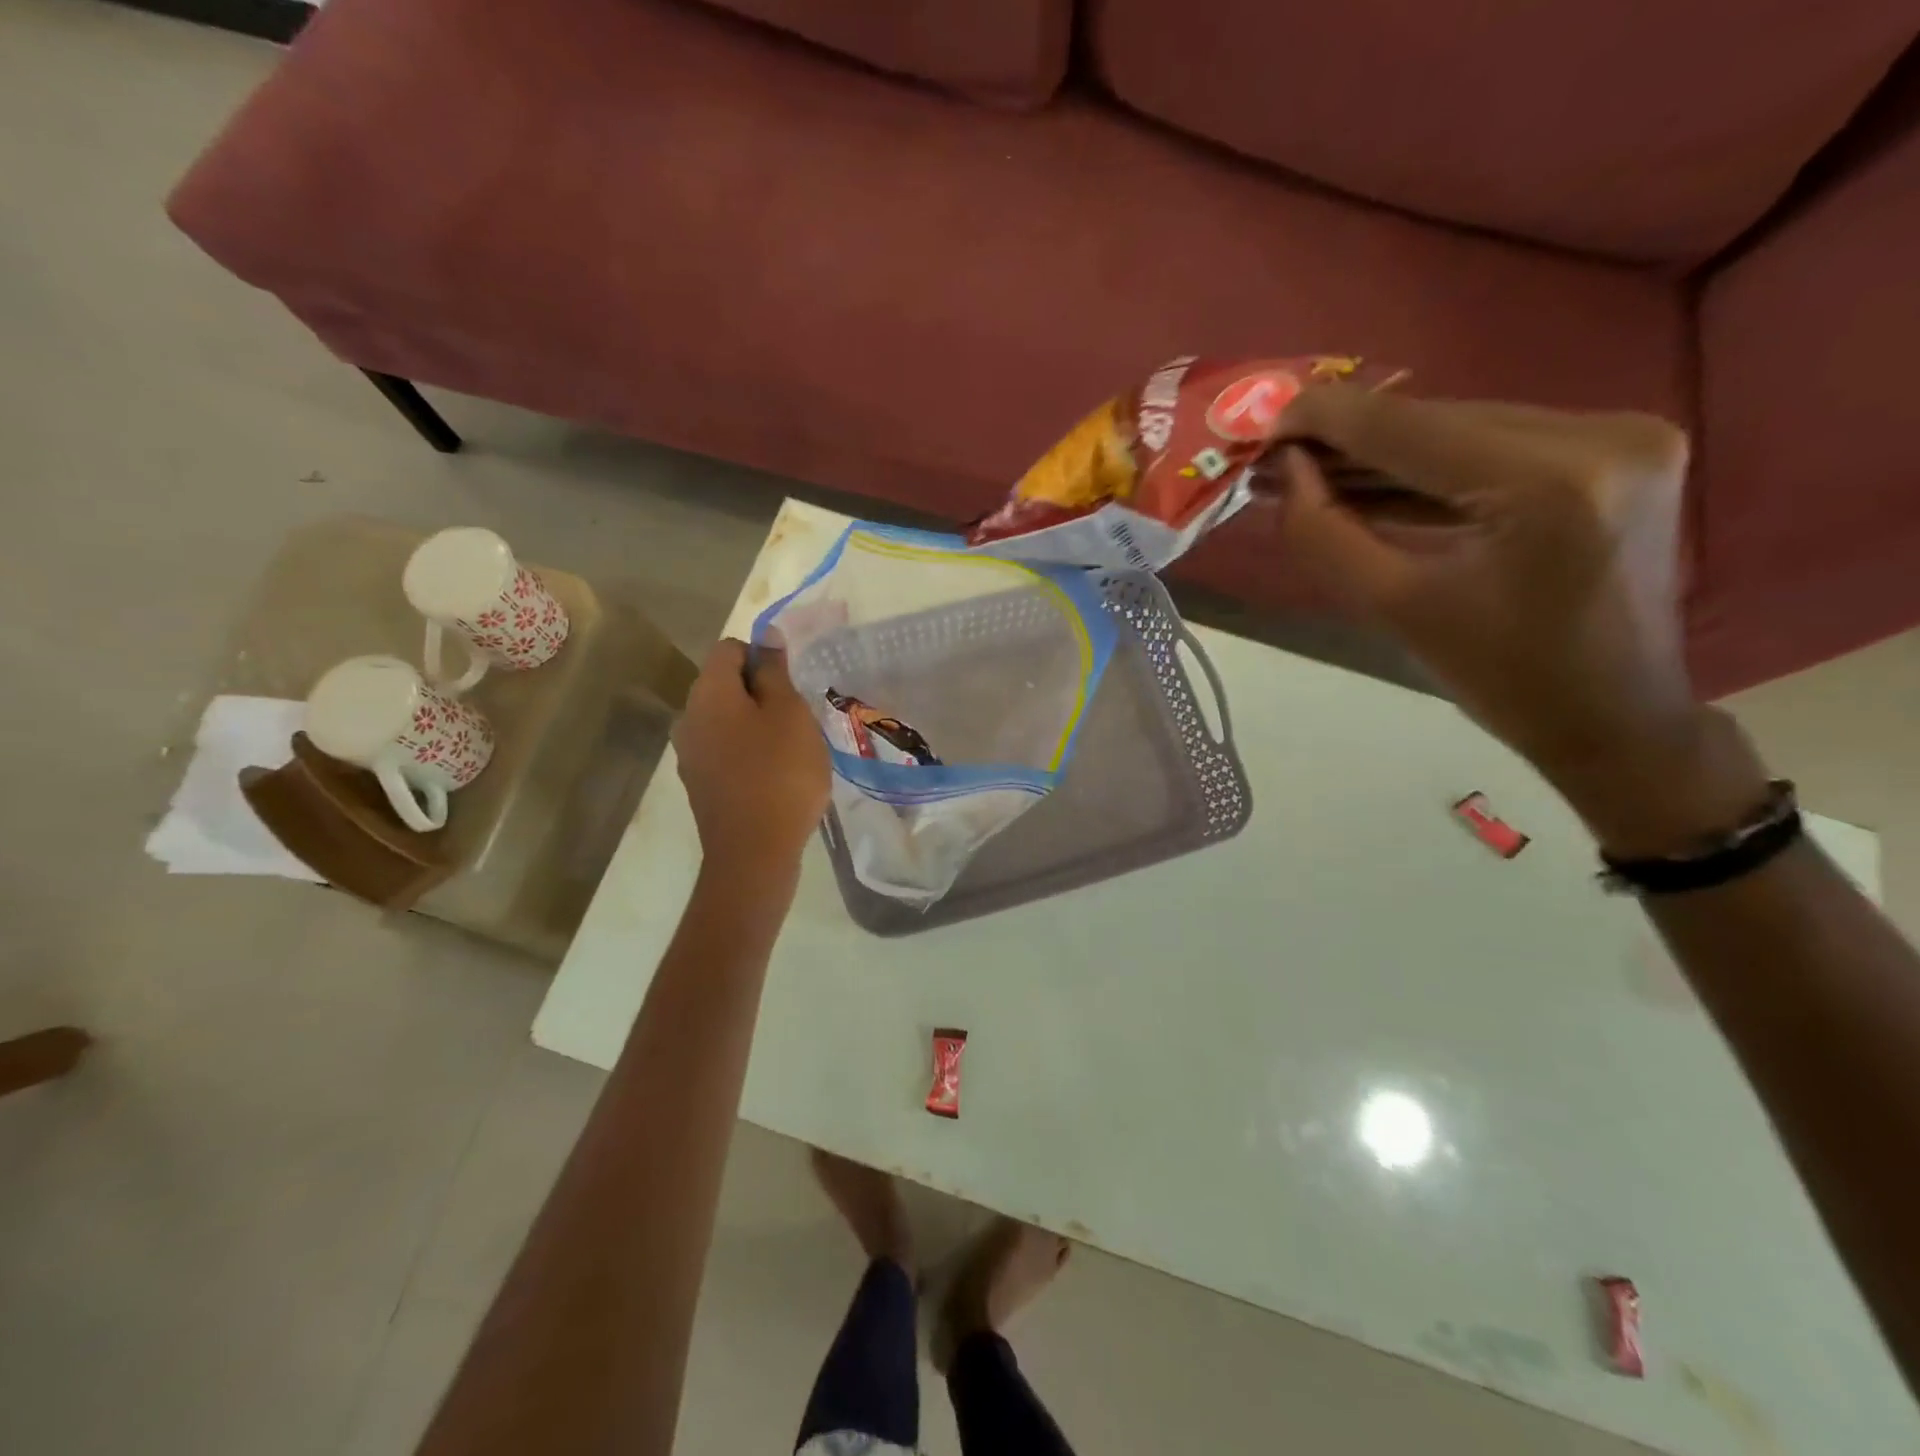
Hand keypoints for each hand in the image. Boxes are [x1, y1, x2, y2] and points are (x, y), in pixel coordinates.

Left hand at [674, 640, 830, 882]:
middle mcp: (689, 717)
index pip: (730, 648)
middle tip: (798, 720)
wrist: (754, 853)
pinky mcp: (699, 784)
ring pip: (727, 720)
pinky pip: (725, 750)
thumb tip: (766, 635)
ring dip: (757, 724)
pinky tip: (774, 776)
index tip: (792, 686)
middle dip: (762, 693)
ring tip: (791, 750)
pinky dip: (748, 752)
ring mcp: (690, 754)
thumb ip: (775, 671)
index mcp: (708, 692)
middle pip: (725, 685)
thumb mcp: (789, 713)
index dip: (763, 657)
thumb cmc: (780, 774)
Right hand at [1268, 390, 1765, 850]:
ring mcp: (1621, 435)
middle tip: (1280, 458)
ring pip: (1464, 429)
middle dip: (1350, 438)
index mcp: (1549, 482)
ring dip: (1385, 452)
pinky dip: (1433, 466)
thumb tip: (1286, 470)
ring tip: (1312, 471)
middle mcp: (1600, 434)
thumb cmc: (1500, 679)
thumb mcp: (1393, 609)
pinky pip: (1498, 446)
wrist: (1613, 717)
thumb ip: (1325, 534)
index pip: (1409, 427)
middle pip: (1438, 421)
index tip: (1264, 425)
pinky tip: (1372, 480)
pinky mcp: (1619, 450)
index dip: (1327, 419)